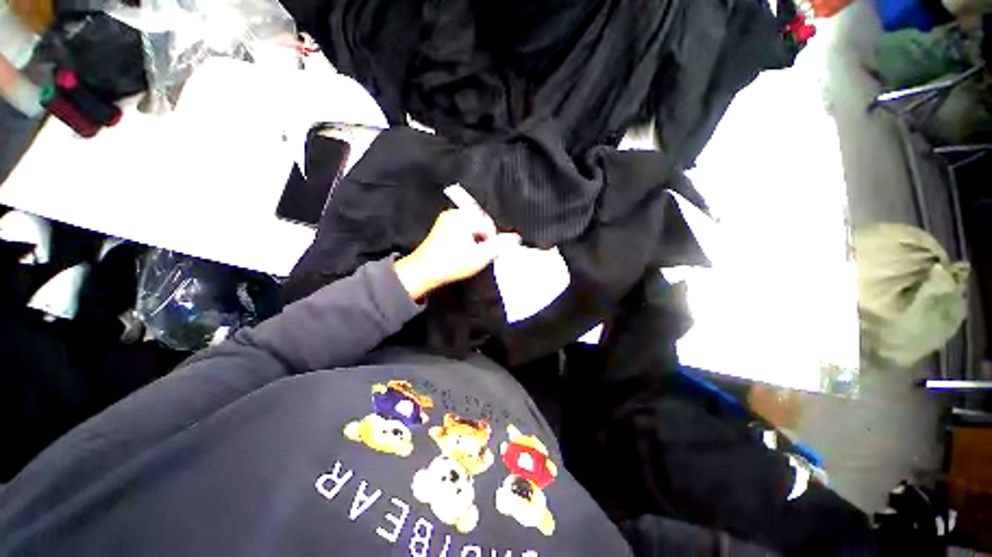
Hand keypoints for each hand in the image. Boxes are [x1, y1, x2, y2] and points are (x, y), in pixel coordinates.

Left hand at [394, 209, 520, 299]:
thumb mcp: (480, 256)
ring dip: (476, 239)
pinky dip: (467, 238)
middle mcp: (454, 213)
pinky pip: (461, 229)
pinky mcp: (441, 227)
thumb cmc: (451, 263)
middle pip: (480, 223)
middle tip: (482, 254)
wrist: (423, 271)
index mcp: (463, 216)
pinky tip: (464, 251)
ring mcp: (446, 219)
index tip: (491, 253)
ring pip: (471, 226)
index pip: (488, 223)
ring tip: (473, 254)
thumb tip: (516, 238)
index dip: (493, 239)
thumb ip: (500, 245)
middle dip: (484, 238)